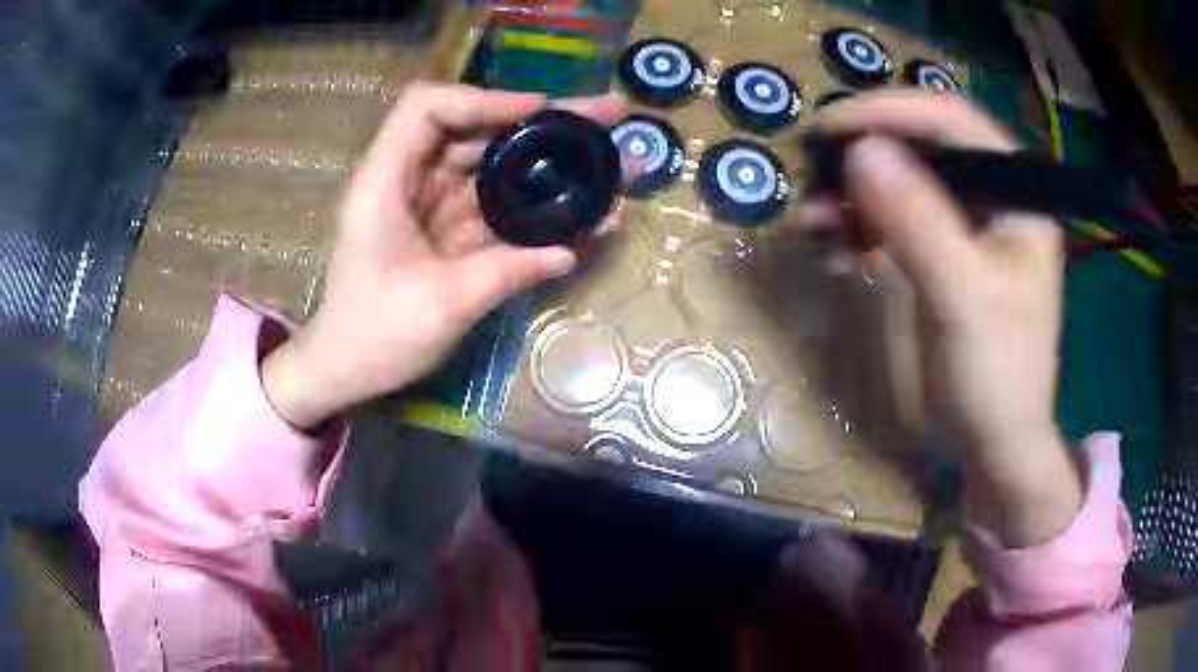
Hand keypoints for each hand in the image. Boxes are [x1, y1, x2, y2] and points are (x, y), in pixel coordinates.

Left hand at [262, 83, 626, 429]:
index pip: (428, 109)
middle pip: (475, 130)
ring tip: (611, 160)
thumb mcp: (442, 305)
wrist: (347, 368)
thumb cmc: (376, 336)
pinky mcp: (449, 230)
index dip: (483, 99)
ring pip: (493, 166)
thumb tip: (568, 252)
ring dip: (548, 161)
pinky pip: (496, 206)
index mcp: (386, 183)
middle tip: (607, 114)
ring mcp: (432, 206)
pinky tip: (583, 211)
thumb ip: (506, 272)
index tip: (539, 111)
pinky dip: (536, 205)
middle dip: (541, 122)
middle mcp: (410, 182)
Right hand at [792, 90, 1080, 546]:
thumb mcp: (963, 296)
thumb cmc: (997, 375)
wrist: (995, 444)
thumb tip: (858, 149)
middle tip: (814, 173)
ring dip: (854, 196)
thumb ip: (917, 220)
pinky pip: (894, 223)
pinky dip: (859, 229)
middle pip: (921, 147)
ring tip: (813, 220)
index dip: (891, 112)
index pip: (952, 121)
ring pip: (901, 184)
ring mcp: (964, 227)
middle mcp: (991, 198)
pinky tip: (833, 249)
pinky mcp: (940, 256)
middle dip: (865, 157)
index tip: (830, 128)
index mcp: (1015, 194)